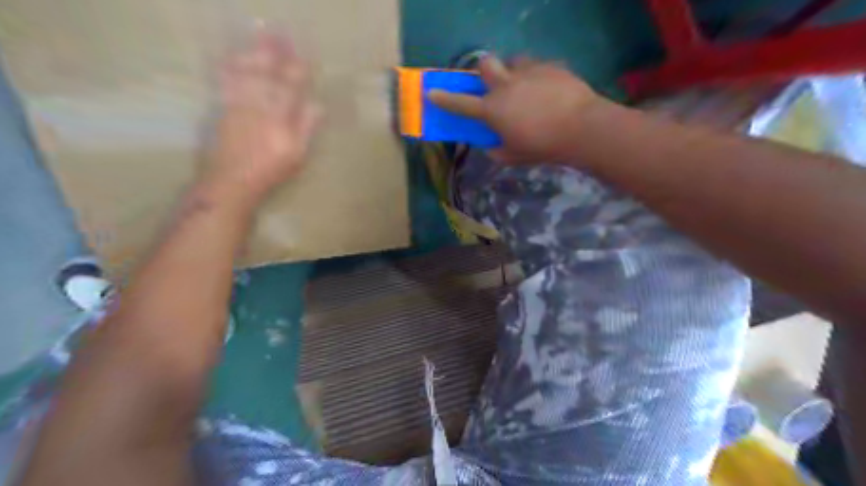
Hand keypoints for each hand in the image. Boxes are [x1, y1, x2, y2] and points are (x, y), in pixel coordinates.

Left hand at [201, 32, 320, 207]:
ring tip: (259, 36)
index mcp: (280, 117)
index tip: (303, 54)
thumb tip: (317, 104)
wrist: (231, 181)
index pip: (291, 86)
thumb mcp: (297, 155)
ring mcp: (237, 104)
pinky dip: (229, 66)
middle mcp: (258, 105)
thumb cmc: (270, 171)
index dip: (297, 69)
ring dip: (254, 52)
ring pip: (246, 72)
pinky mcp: (221, 108)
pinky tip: (232, 57)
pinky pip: (225, 81)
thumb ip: (307, 128)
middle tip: (279, 33)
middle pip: (267, 73)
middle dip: (274, 52)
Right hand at [429, 55, 610, 163]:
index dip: (444, 99)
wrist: (580, 128)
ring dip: (513, 72)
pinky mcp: (550, 67)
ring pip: (513, 61)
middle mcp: (505, 86)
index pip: (461, 104)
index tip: (432, 92)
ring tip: (526, 86)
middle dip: (485, 71)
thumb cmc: (542, 147)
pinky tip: (548, 90)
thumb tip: (490, 147)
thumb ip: (497, 152)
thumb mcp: (514, 157)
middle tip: (495, 84)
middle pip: (485, 64)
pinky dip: (537, 77)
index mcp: (493, 110)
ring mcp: (528, 73)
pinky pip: (537, 66)